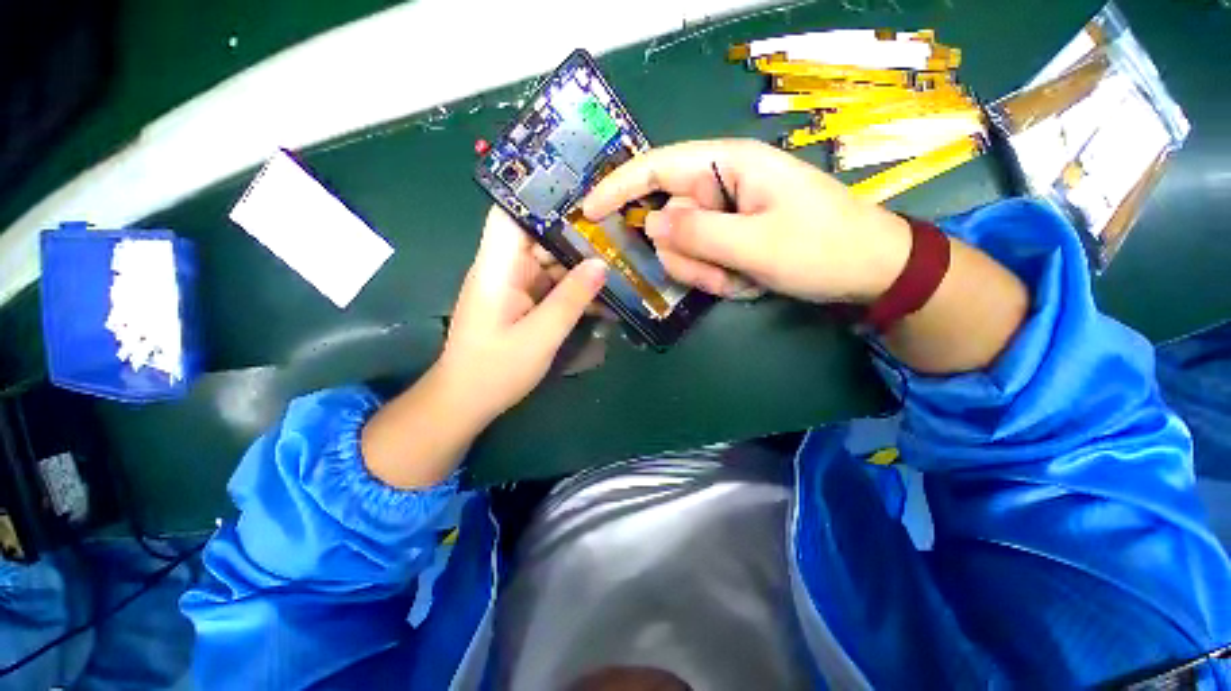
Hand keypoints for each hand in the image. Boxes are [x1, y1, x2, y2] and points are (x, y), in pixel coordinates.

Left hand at [438, 206, 606, 423]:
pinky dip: (572, 287)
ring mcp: (513, 285)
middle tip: (615, 229)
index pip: (510, 213)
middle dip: (574, 233)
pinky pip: (550, 284)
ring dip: (578, 263)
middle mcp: (503, 268)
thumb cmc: (496, 370)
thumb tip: (602, 264)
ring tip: (617, 258)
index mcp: (497, 267)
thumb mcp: (540, 336)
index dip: (541, 196)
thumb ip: (571, 299)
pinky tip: (600, 292)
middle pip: (538, 236)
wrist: (467, 400)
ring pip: (548, 261)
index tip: (581, 195)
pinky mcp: (522, 301)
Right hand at [583, 139, 910, 303]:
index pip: (657, 166)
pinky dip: (717, 278)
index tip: (588, 212)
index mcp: (728, 165)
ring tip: (739, 280)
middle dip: (685, 255)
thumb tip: (652, 223)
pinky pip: (702, 260)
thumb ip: (699, 233)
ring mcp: (725, 214)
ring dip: (704, 271)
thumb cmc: (822, 248)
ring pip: (684, 247)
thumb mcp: (757, 244)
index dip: (619, 187)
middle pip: (669, 219)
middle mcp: (720, 184)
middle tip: (717, 276)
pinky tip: (746, 282)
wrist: (867, 271)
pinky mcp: (730, 237)